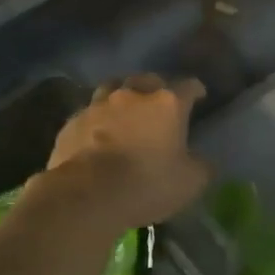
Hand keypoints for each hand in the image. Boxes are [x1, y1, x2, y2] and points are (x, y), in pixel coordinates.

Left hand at [43, 74, 212, 230]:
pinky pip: (88, 113)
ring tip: (124, 110)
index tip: (199, 96)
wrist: (87, 195)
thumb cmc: (147, 184)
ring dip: (121, 96)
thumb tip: (202, 161)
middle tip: (159, 103)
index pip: (188, 86)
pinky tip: (96, 133)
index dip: (196, 90)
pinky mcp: (73, 122)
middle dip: (155, 87)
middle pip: (147, 79)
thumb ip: (200, 166)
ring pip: (112, 88)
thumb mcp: (190, 182)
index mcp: (167, 104)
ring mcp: (98, 105)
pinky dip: (96, 119)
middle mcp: (133, 95)